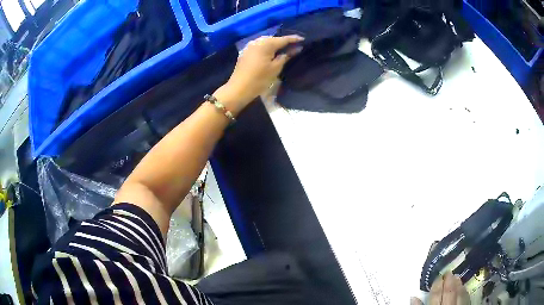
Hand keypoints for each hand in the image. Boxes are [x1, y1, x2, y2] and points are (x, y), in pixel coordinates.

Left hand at [213, 35, 303, 114]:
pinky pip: (259, 46)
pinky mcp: (245, 52)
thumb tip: (297, 48)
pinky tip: (272, 52)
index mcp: (266, 44)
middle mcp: (257, 41)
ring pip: (266, 42)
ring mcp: (250, 46)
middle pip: (274, 39)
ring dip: (275, 44)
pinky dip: (267, 48)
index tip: (303, 39)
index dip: (294, 39)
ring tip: (285, 48)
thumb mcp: (276, 67)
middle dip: (284, 41)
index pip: (283, 39)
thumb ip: (286, 55)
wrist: (239, 88)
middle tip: (295, 44)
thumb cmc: (260, 79)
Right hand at [411, 272, 470, 304]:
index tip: (438, 277)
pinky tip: (463, 288)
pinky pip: (466, 299)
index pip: (435, 296)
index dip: (436, 285)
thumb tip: (413, 297)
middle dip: (448, 282)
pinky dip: (464, 292)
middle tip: (448, 272)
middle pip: (448, 293)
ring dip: (458, 285)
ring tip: (457, 277)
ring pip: (459, 294)